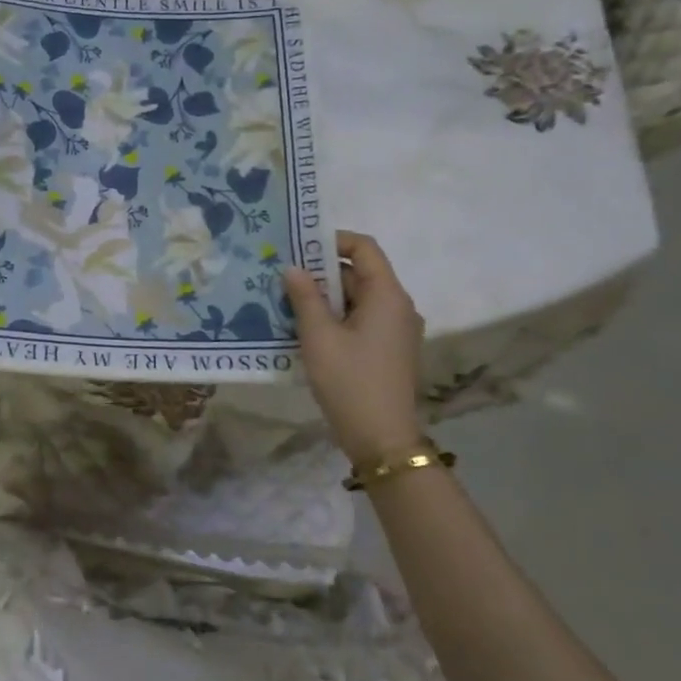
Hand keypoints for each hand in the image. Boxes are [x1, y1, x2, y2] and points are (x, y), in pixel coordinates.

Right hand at [283, 232, 425, 468]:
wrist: (382, 440)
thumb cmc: (350, 381)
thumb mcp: (318, 336)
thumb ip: (304, 297)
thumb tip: (293, 267)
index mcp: (387, 295)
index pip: (364, 248)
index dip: (332, 240)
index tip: (298, 247)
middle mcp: (398, 307)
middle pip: (359, 273)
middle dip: (321, 272)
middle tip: (282, 277)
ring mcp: (396, 330)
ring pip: (357, 299)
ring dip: (324, 297)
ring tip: (286, 302)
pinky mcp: (388, 350)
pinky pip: (360, 320)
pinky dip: (335, 318)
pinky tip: (305, 329)